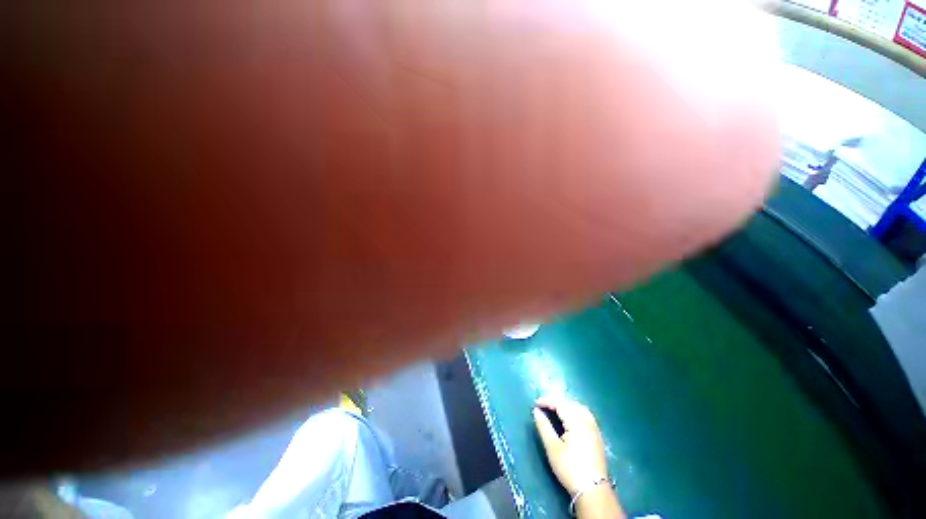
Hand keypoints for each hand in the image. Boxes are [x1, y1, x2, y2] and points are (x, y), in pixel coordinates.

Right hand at [532, 397, 609, 495]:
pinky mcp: (597, 437)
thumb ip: (544, 426)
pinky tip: (571, 421)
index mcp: (576, 422)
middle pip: (570, 404)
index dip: (547, 401)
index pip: (560, 404)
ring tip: (555, 412)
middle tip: (544, 407)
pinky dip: (576, 412)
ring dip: (567, 407)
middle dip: (556, 403)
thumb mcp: (552, 447)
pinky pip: (586, 416)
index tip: (535, 404)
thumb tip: (536, 411)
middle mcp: (587, 421)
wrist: (593, 490)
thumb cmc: (570, 468)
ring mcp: (594, 429)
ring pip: (579, 409)